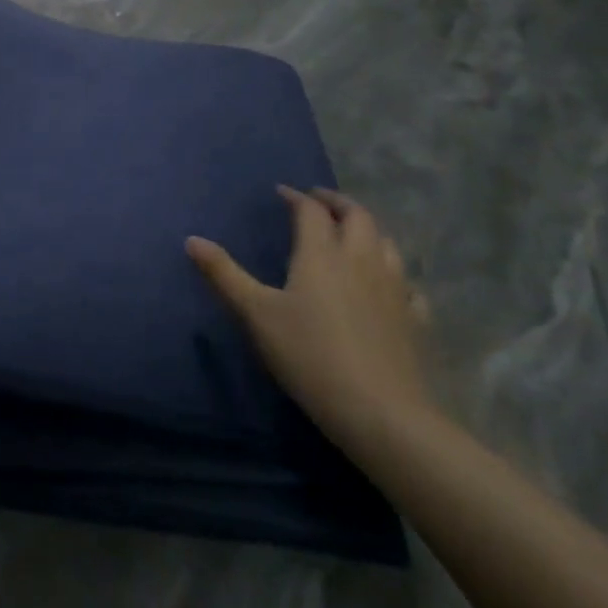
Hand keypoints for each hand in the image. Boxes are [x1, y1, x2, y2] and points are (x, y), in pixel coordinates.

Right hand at [187, 187, 432, 459]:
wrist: (382, 413)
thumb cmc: (310, 356)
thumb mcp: (256, 314)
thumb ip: (224, 274)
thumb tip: (191, 240)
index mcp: (321, 253)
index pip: (311, 211)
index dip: (296, 197)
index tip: (282, 193)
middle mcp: (361, 259)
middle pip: (358, 216)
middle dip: (338, 203)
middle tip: (320, 202)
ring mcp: (395, 289)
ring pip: (387, 243)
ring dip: (368, 230)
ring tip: (353, 235)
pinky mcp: (415, 320)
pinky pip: (408, 284)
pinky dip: (395, 274)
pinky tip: (389, 287)